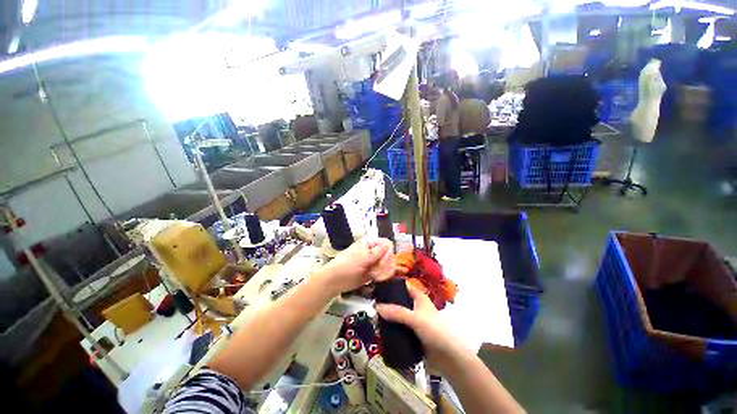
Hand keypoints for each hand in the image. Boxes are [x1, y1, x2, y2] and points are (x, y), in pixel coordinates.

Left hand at [320, 238, 394, 294]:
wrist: (334, 281)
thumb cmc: (346, 265)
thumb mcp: (362, 257)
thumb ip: (377, 252)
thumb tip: (389, 244)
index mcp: (368, 244)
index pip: (384, 243)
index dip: (388, 250)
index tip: (386, 259)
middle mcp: (371, 252)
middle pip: (387, 255)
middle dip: (385, 262)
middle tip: (378, 269)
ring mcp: (372, 263)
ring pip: (385, 265)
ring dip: (383, 270)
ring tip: (374, 275)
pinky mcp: (371, 274)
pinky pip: (381, 273)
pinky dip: (381, 276)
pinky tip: (375, 279)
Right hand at [375, 281, 460, 371]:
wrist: (449, 357)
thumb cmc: (435, 331)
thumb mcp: (415, 318)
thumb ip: (396, 312)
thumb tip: (376, 307)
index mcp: (418, 297)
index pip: (403, 286)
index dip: (392, 285)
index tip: (377, 286)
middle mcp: (415, 306)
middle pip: (398, 301)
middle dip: (387, 302)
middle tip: (372, 303)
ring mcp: (414, 321)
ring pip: (398, 315)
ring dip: (388, 317)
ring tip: (373, 316)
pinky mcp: (412, 334)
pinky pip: (399, 328)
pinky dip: (391, 328)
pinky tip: (381, 330)